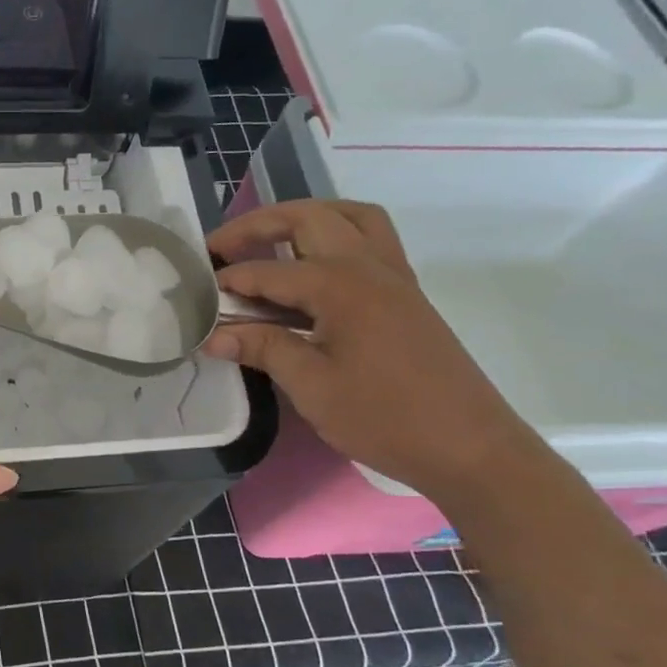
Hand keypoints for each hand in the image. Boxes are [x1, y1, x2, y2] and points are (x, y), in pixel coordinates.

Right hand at [203, 200, 541, 500]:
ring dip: (304, 219)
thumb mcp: (312, 387)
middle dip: (259, 224)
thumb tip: (213, 335)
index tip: (196, 295)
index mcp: (340, 285)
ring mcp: (394, 277)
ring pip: (349, 217)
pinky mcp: (406, 295)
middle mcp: (368, 266)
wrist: (470, 448)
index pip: (268, 271)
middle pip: (308, 218)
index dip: (229, 282)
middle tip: (222, 247)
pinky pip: (369, 241)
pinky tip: (311, 273)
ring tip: (269, 242)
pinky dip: (334, 237)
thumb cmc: (385, 418)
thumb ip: (262, 348)